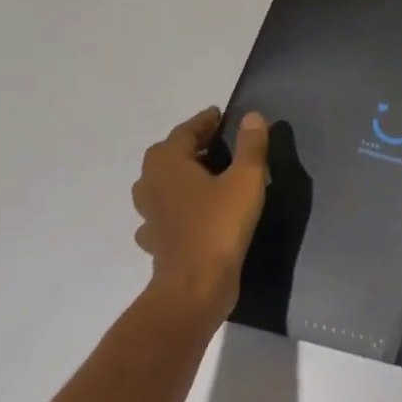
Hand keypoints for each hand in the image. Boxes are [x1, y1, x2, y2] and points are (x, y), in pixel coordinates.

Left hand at [132, 107, 268, 320]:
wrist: (196, 285)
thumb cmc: (220, 224)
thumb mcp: (246, 179)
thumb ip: (250, 145)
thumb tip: (251, 116)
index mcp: (168, 164)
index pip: (185, 131)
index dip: (205, 122)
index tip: (222, 116)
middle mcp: (152, 185)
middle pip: (167, 155)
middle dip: (190, 145)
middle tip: (217, 142)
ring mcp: (150, 216)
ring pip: (161, 185)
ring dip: (180, 175)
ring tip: (206, 174)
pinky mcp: (157, 241)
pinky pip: (163, 214)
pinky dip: (177, 207)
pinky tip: (193, 212)